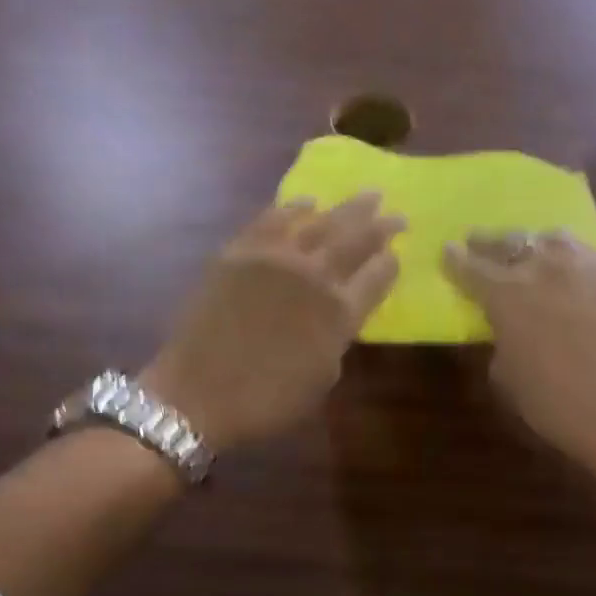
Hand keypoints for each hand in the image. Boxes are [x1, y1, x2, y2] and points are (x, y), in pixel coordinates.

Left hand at [142, 195, 403, 450]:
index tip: (397, 254)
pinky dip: (295, 208)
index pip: (379, 275)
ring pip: (321, 222)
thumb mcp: (323, 376)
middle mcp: (314, 276)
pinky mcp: (241, 251)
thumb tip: (341, 309)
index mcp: (340, 312)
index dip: (391, 263)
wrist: (197, 394)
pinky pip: (273, 219)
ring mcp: (276, 258)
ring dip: (348, 209)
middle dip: (382, 226)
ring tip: (368, 196)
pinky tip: (309, 202)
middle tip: (398, 214)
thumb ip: (340, 335)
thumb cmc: (268, 399)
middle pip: (358, 240)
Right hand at [443, 233, 595, 474]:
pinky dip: (580, 266)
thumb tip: (508, 327)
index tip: (448, 250)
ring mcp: (592, 266)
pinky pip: (595, 261)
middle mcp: (547, 266)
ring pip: (557, 240)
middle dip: (491, 243)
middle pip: (513, 242)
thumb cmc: (557, 405)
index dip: (456, 259)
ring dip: (538, 244)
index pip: (472, 267)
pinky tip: (582, 280)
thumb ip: (500, 341)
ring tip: (535, 251)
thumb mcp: (507, 378)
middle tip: (480, 242)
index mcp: (508, 293)